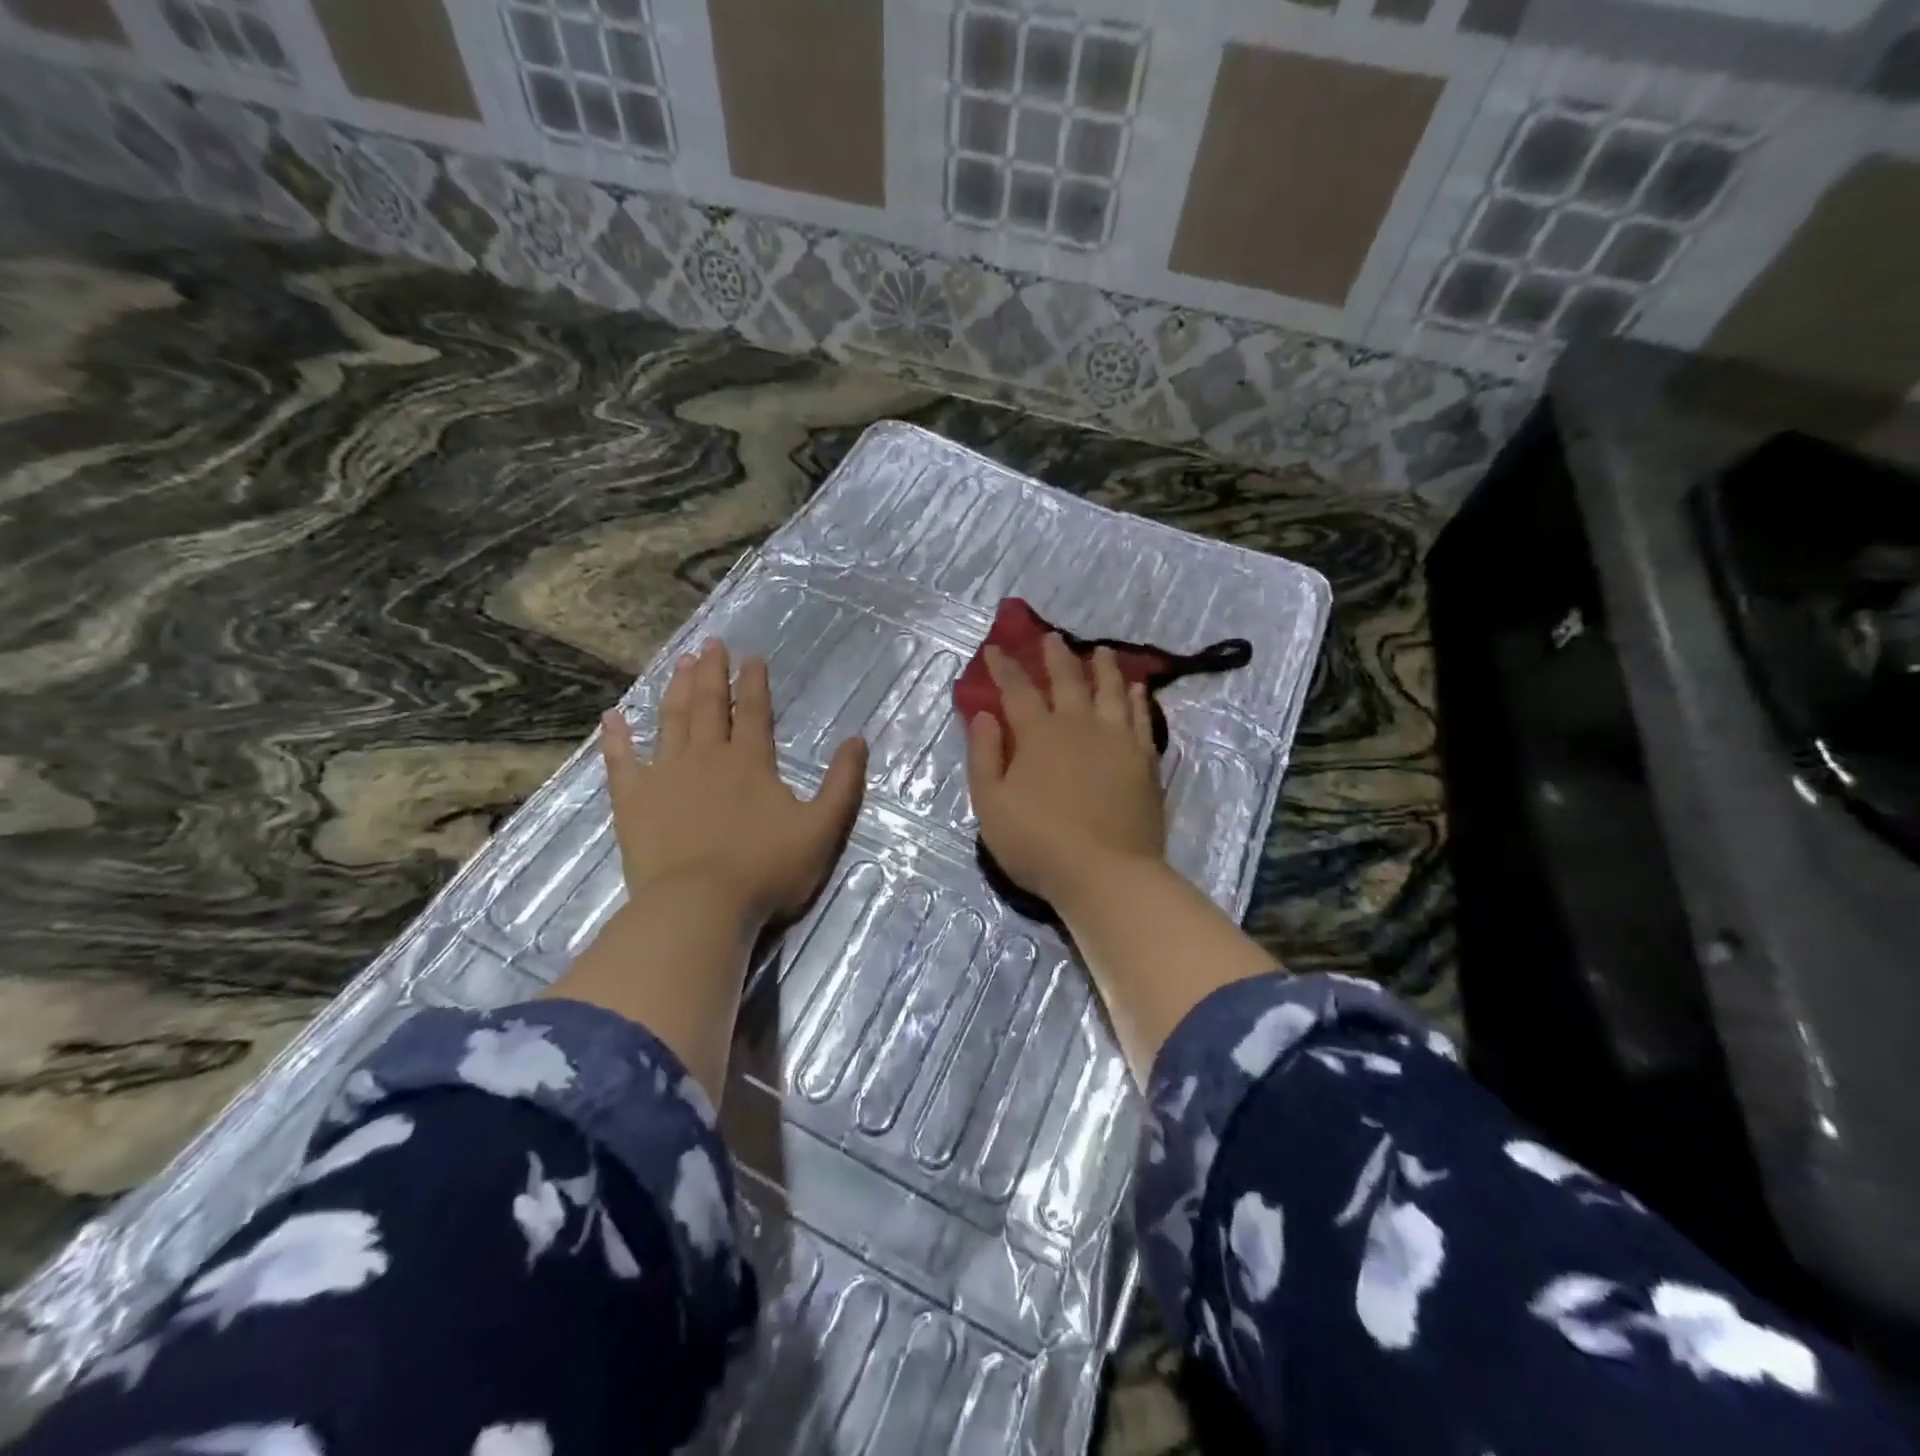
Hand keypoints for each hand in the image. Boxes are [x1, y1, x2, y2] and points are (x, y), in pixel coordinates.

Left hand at [601, 639, 865, 928]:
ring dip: (675, 689)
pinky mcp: (633, 800)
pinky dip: (616, 737)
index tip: (752, 657)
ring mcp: (665, 775)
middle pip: (708, 704)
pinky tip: (612, 717)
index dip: (754, 682)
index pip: (753, 711)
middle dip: (711, 672)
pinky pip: (621, 761)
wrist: (699, 906)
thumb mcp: (822, 829)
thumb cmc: (766, 870)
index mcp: (750, 761)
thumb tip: (858, 740)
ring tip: (679, 662)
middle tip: (710, 644)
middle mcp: (707, 756)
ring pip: (670, 720)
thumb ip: (842, 784)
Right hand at [966, 634, 1165, 911]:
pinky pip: (1141, 718)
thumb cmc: (1038, 844)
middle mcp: (1079, 725)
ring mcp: (1117, 740)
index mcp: (1038, 734)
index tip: (996, 648)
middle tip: (1051, 637)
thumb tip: (985, 715)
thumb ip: (984, 756)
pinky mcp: (1144, 759)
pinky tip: (1135, 689)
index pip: (1018, 689)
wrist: (1107, 874)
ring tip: (1101, 651)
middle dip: (1056, 655)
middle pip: (1068, 679)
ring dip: (1103, 667)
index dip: (1005, 666)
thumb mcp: (991, 805)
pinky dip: (1136, 699)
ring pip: (1110, 691)